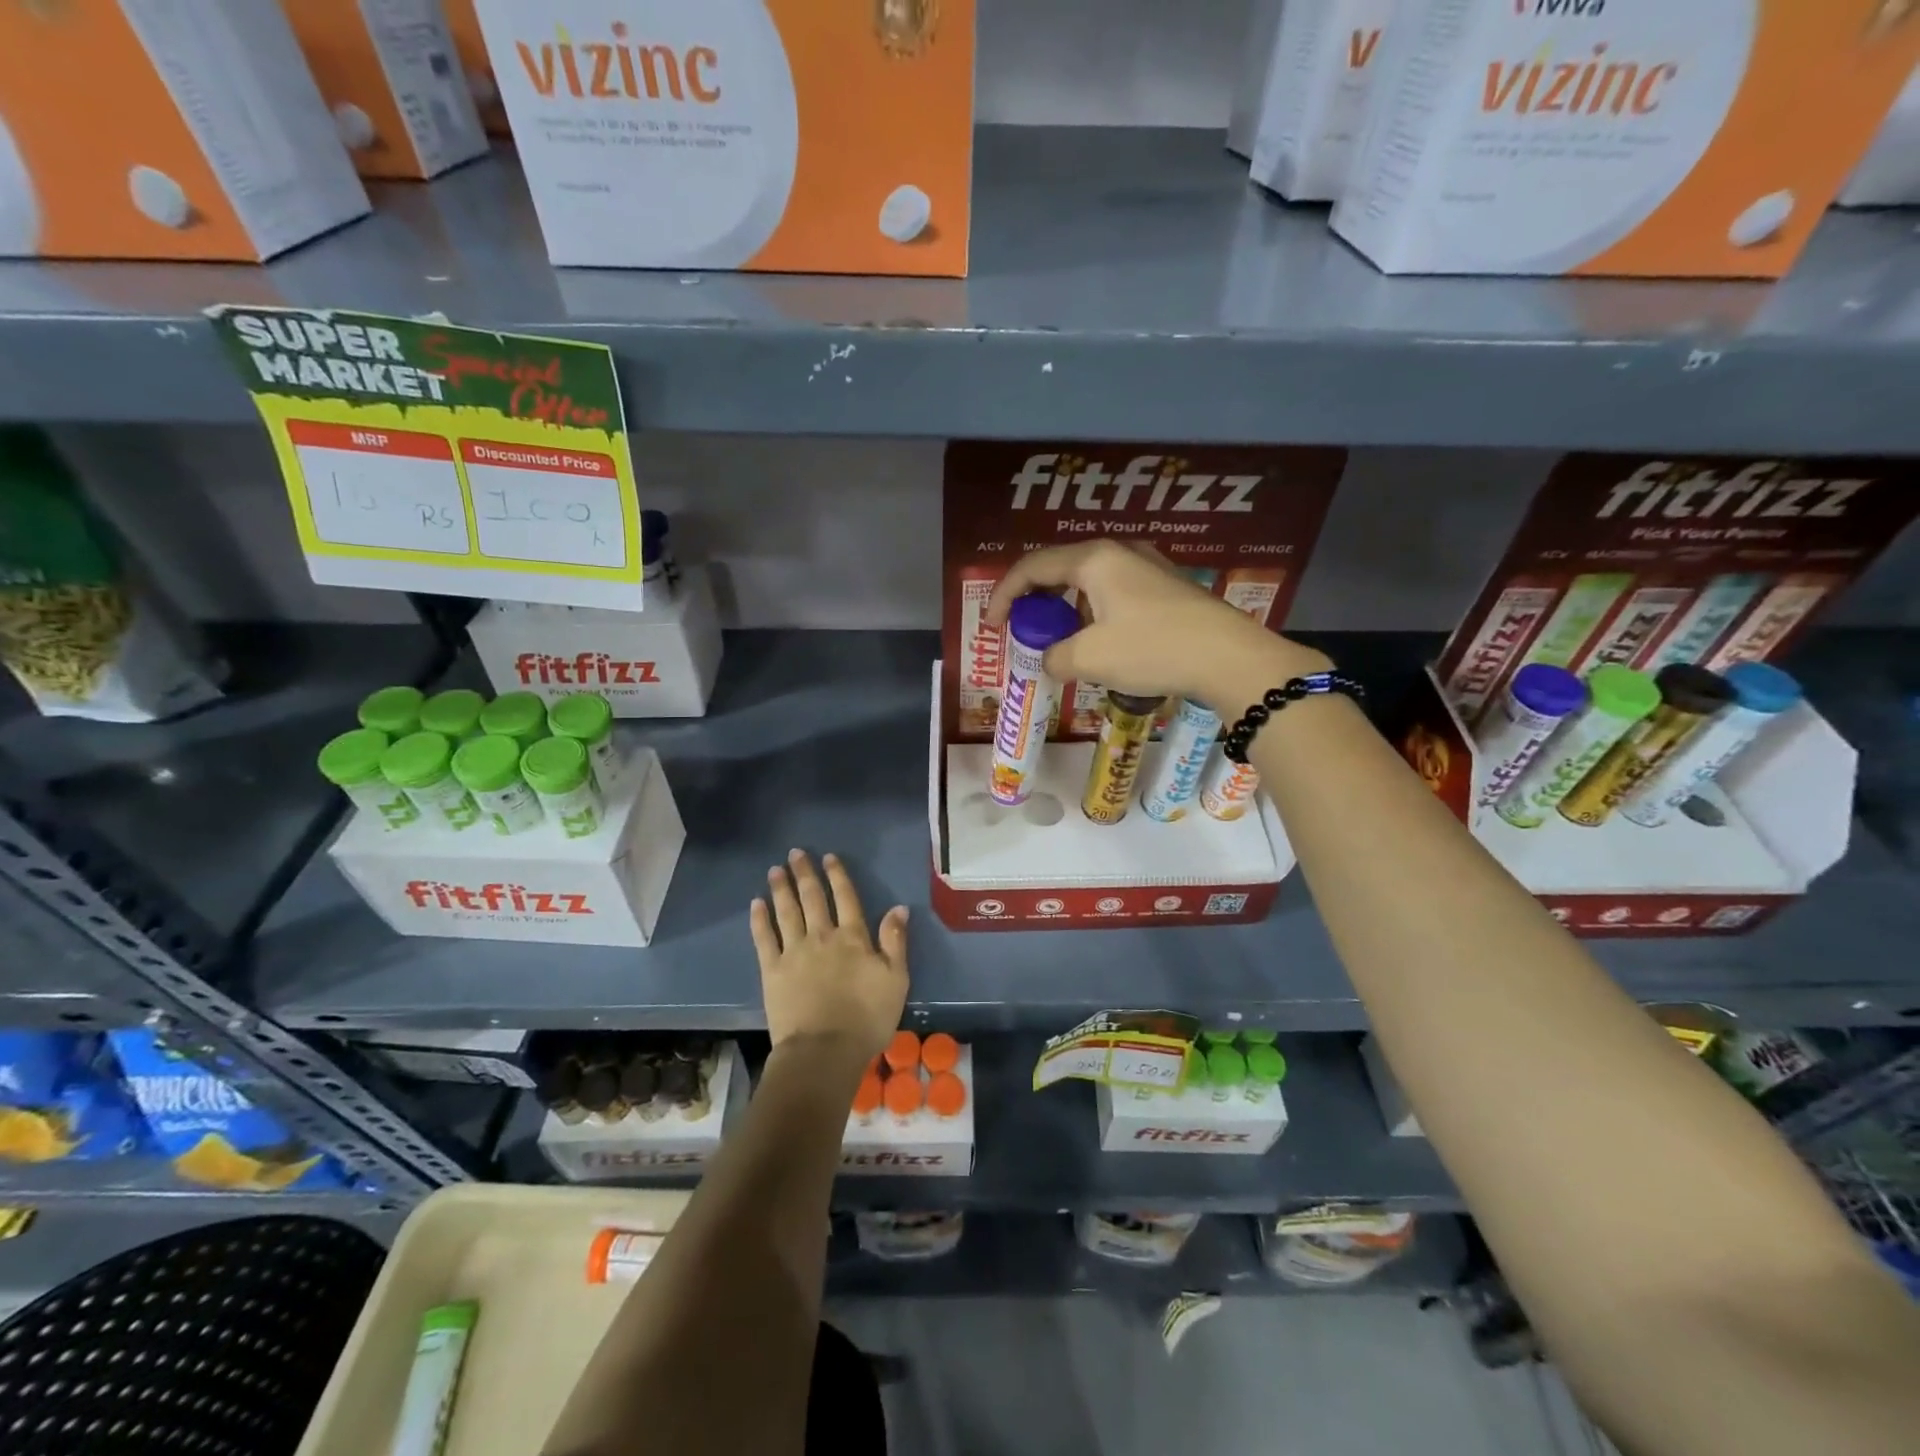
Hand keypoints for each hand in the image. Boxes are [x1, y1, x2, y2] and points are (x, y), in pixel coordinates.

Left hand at [750, 850, 908, 1068]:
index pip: (846, 897)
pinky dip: (760, 919)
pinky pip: (764, 938)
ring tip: (774, 870)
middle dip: (804, 874)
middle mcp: (822, 936)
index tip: (828, 857)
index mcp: (853, 937)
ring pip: (786, 911)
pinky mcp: (772, 970)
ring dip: (781, 888)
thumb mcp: (896, 980)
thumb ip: (895, 941)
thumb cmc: (867, 1017)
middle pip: (812, 898)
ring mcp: (794, 951)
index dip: (837, 875)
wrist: (824, 1050)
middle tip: (795, 853)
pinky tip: (756, 904)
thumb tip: (898, 908)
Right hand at [984, 541, 1328, 705]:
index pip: (1032, 567)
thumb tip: (1051, 660)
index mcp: (1094, 559)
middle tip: (1024, 632)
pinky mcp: (1167, 588)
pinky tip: (1100, 644)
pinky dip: (1093, 615)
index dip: (1004, 595)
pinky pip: (1114, 594)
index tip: (992, 626)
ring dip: (1066, 611)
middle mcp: (1119, 552)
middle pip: (1060, 570)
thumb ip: (1055, 657)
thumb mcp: (1090, 658)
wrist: (1230, 657)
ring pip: (1089, 583)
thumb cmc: (1153, 648)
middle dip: (1035, 602)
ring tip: (1061, 643)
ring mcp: (1147, 567)